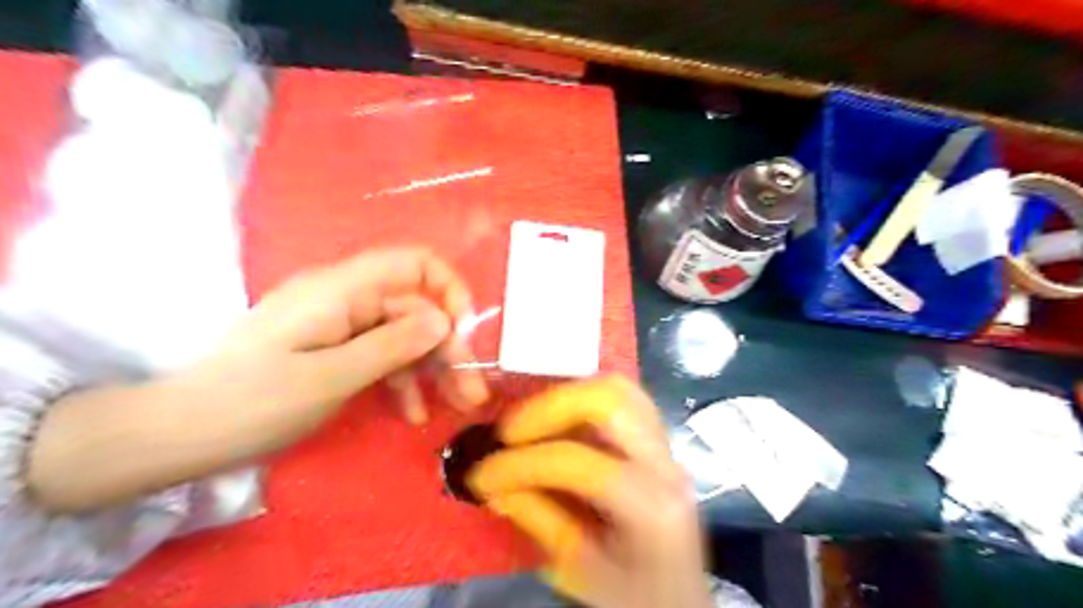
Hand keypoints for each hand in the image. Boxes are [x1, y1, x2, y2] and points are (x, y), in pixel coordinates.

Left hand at [214, 245, 491, 421]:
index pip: (414, 263)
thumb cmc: (253, 402)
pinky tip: (412, 414)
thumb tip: (443, 320)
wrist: (178, 434)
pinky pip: (380, 356)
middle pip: (415, 309)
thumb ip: (393, 344)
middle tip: (471, 391)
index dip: (448, 290)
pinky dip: (400, 381)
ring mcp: (339, 325)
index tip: (465, 333)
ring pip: (403, 336)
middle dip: (448, 348)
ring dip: (431, 370)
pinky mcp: (332, 349)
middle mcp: (346, 298)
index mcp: (342, 289)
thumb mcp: (332, 377)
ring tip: (454, 406)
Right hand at [471, 374, 717, 607]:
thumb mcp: (579, 570)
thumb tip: (495, 482)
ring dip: (566, 398)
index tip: (483, 475)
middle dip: (548, 408)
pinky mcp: (659, 440)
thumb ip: (538, 518)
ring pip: (618, 389)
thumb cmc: (634, 595)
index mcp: (649, 506)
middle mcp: (665, 463)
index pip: (577, 461)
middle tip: (510, 433)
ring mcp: (667, 446)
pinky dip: (582, 402)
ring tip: (530, 425)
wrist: (682, 600)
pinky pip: (621, 399)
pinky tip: (558, 424)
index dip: (520, 464)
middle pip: (608, 400)